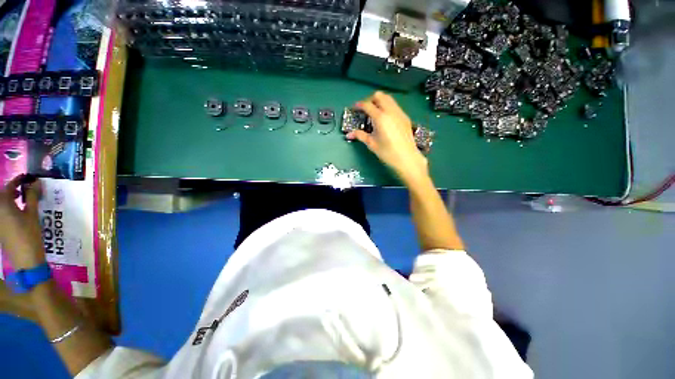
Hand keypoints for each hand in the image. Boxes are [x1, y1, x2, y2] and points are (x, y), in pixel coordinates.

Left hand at [0, 175, 45, 269]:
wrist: (25, 258)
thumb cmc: (29, 234)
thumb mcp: (32, 214)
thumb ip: (32, 197)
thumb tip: (35, 182)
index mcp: (3, 204)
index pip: (9, 186)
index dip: (18, 181)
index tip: (27, 178)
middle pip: (2, 195)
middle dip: (11, 189)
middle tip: (24, 189)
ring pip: (1, 204)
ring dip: (9, 198)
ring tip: (20, 199)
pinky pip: (1, 212)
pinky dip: (8, 207)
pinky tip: (17, 211)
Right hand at [346, 91, 428, 184]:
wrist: (407, 158)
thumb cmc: (387, 152)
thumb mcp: (372, 144)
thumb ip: (360, 135)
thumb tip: (349, 134)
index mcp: (380, 117)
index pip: (367, 105)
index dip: (359, 105)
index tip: (355, 108)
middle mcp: (390, 111)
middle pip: (379, 96)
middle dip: (370, 100)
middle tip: (366, 110)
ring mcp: (399, 113)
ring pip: (389, 99)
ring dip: (380, 102)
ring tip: (375, 113)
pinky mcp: (405, 117)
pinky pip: (395, 106)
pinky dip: (388, 107)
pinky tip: (385, 119)